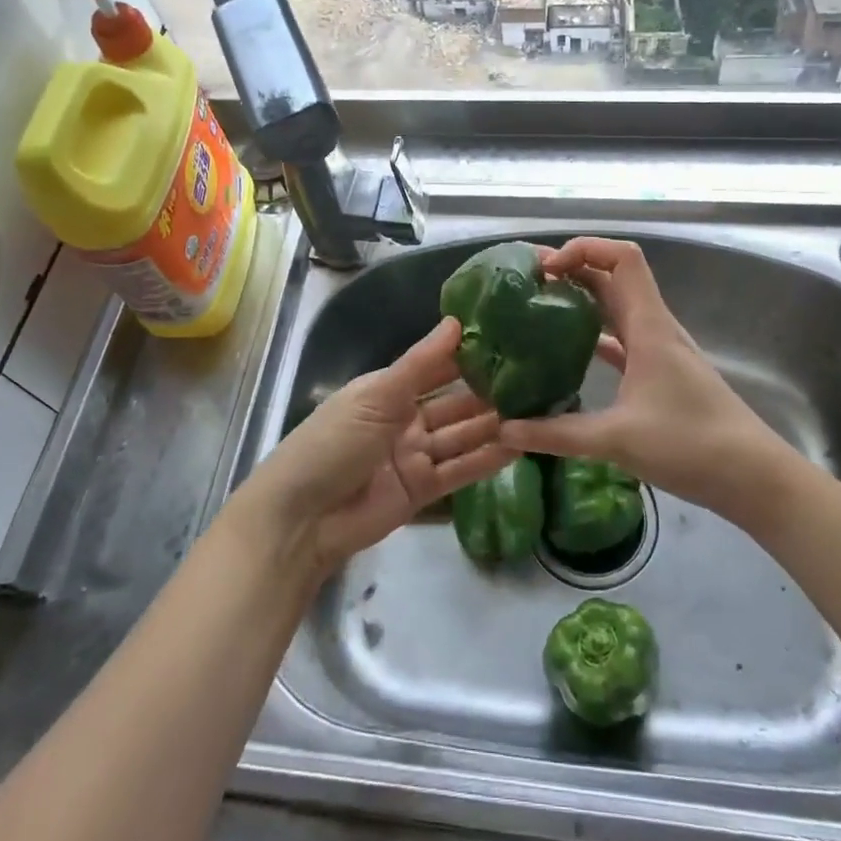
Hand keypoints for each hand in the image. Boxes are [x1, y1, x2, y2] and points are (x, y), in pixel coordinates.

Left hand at [236, 316, 512, 575]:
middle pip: (454, 403)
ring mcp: (414, 456)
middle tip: (536, 379)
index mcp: (388, 390)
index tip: (510, 342)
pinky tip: (520, 446)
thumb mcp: (376, 396)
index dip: (468, 356)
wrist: (301, 519)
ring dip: (493, 425)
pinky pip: (460, 470)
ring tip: (538, 410)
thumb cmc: (333, 442)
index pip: (436, 367)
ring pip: (462, 436)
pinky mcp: (422, 490)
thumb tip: (456, 321)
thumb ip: (420, 363)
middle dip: (489, 392)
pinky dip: (487, 460)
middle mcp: (404, 419)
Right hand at [498, 238, 793, 525]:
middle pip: (613, 277)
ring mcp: (659, 351)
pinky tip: (566, 354)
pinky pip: (621, 341)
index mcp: (649, 326)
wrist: (753, 477)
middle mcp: (655, 328)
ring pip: (616, 308)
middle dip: (572, 270)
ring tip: (538, 310)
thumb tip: (505, 430)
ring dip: (581, 301)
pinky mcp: (660, 374)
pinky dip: (593, 336)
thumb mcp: (617, 439)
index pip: (622, 258)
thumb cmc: (691, 445)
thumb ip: (557, 434)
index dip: (583, 249)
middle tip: (526, 284)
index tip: (546, 270)